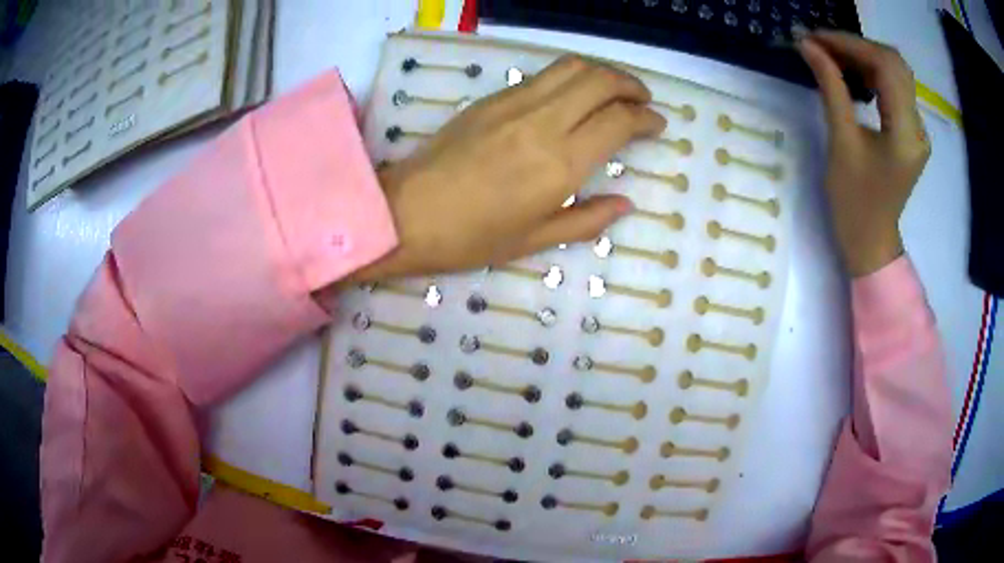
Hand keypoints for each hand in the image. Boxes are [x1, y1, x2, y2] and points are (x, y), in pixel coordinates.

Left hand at [344, 55, 665, 283]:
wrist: (404, 214)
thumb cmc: (469, 238)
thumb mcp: (534, 240)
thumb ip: (587, 219)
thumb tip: (625, 204)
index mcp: (560, 163)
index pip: (618, 121)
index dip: (646, 118)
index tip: (657, 124)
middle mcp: (543, 121)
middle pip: (599, 79)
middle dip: (630, 85)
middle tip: (643, 100)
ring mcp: (513, 103)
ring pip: (571, 67)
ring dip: (602, 73)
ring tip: (614, 90)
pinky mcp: (491, 98)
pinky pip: (542, 76)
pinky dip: (568, 77)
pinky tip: (571, 97)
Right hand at [798, 31, 930, 276]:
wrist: (871, 242)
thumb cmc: (854, 202)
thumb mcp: (841, 143)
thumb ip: (831, 88)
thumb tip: (809, 46)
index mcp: (906, 134)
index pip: (886, 67)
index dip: (851, 44)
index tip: (815, 38)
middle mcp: (918, 127)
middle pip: (894, 64)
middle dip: (857, 46)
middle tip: (823, 45)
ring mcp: (917, 130)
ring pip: (895, 72)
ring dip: (864, 56)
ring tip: (831, 55)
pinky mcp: (911, 132)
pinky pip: (894, 88)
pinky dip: (871, 72)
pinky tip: (851, 72)